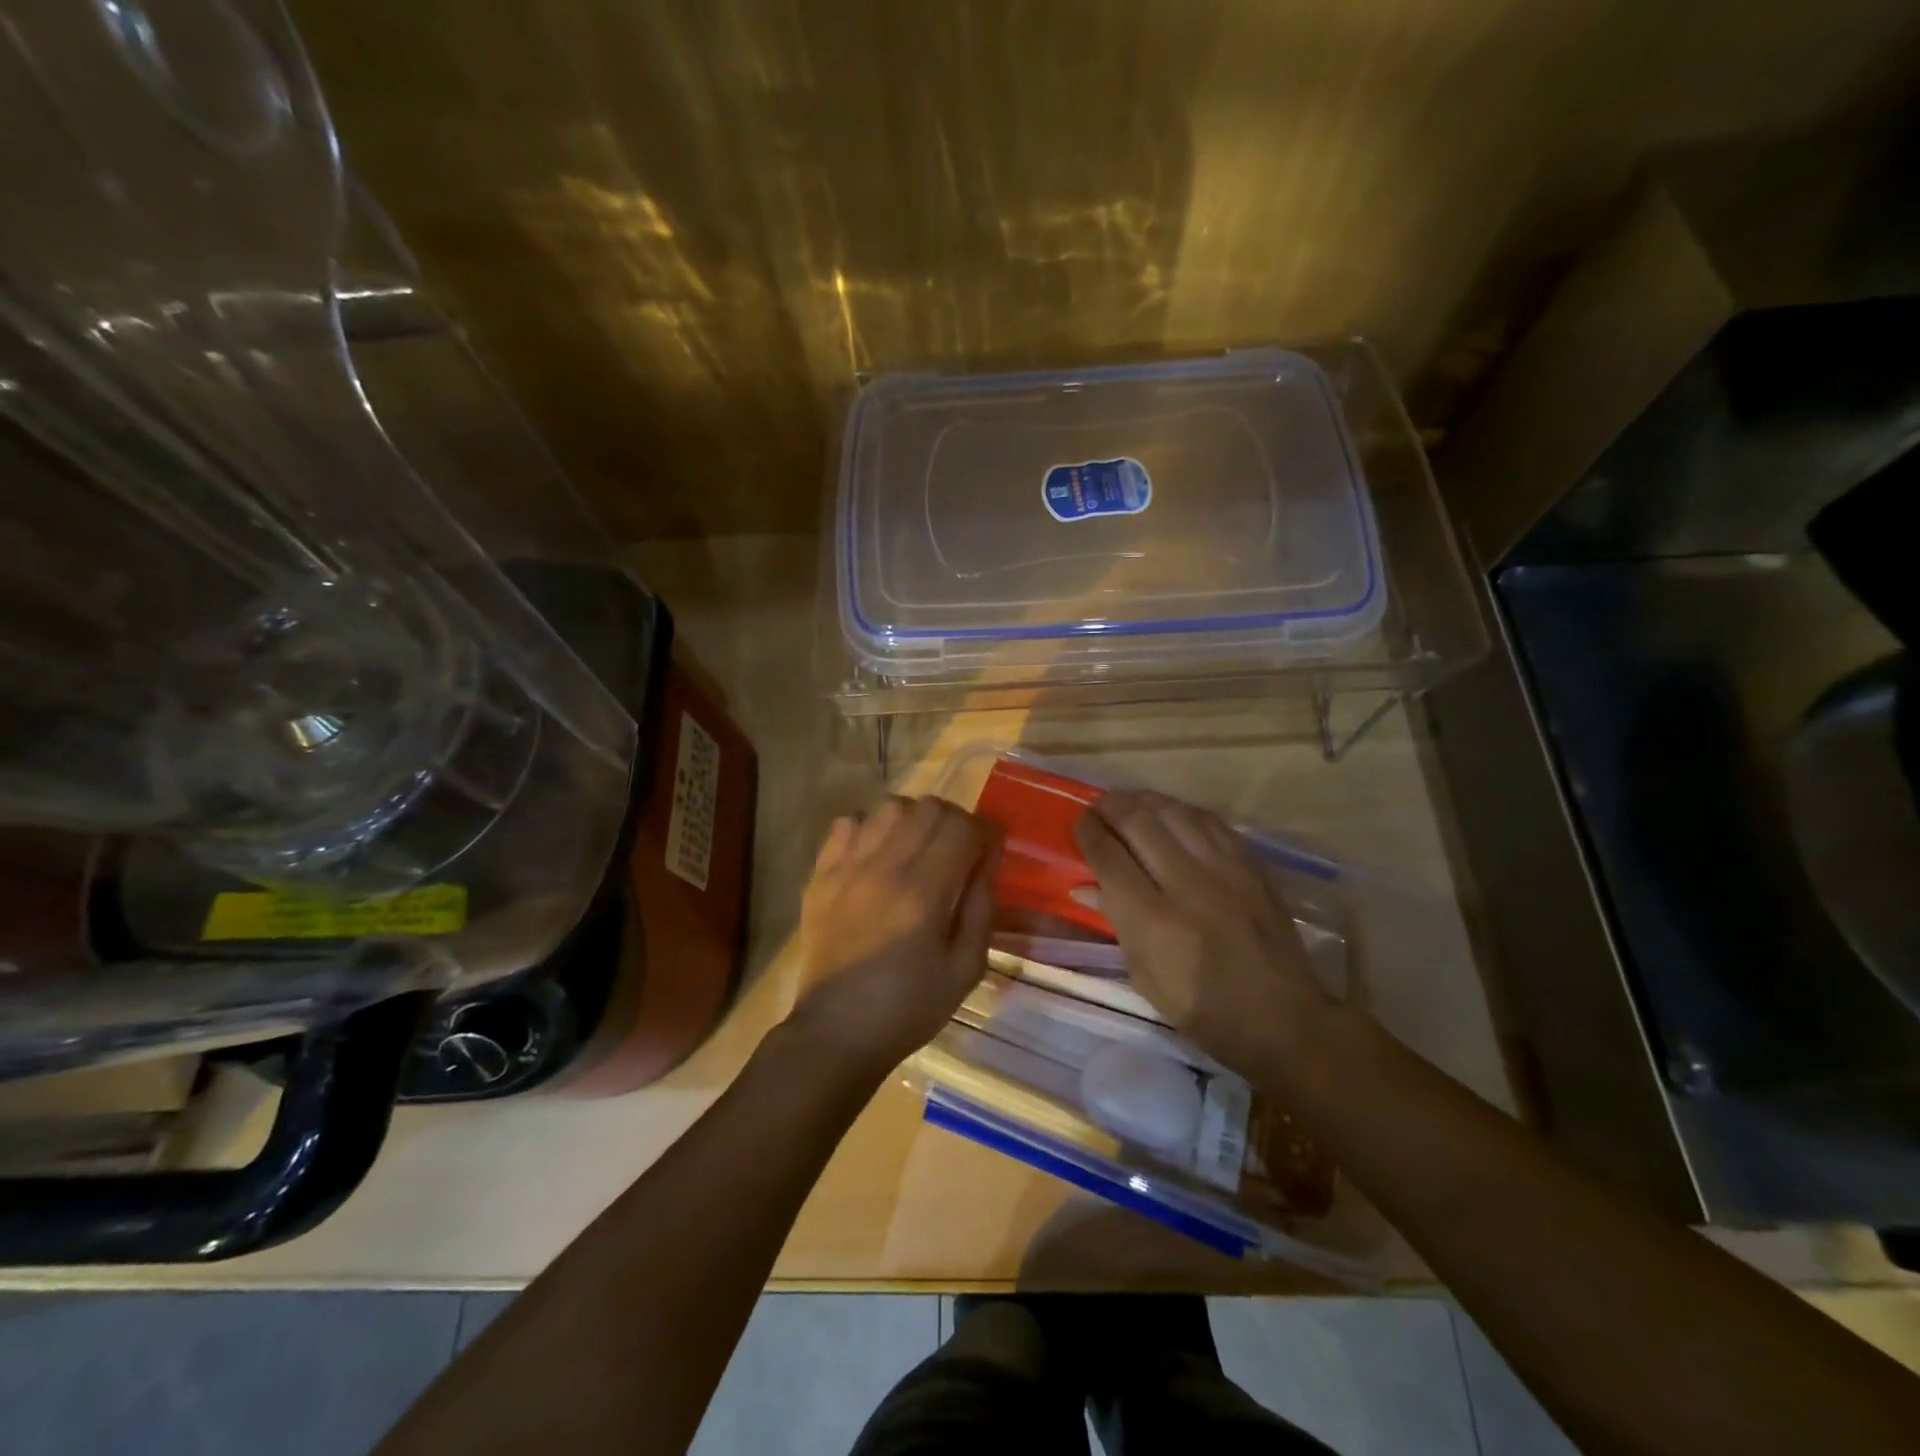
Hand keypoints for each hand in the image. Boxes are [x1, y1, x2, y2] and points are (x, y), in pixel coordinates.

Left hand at [787, 795, 999, 1074]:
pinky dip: (869, 828)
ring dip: (913, 818)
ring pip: (888, 807)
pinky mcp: (820, 875)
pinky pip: (846, 824)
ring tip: (918, 847)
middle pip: (927, 807)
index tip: (990, 847)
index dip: (985, 830)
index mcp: (923, 893)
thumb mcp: (965, 968)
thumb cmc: (910, 1008)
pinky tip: (877, 854)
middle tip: (959, 848)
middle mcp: (883, 868)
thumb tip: (989, 860)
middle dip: (953, 820)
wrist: (836, 1032)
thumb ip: (982, 907)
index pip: (961, 827)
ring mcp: (846, 868)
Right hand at [1074, 789, 1331, 1078]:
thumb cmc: (1203, 1011)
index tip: (1079, 822)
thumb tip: (1084, 887)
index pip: (1110, 858)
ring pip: (1176, 813)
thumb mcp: (1145, 977)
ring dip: (1145, 801)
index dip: (1089, 833)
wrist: (1283, 1020)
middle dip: (1112, 808)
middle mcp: (1187, 885)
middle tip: (1098, 806)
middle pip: (1140, 824)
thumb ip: (1116, 922)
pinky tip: (1171, 811)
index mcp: (1153, 921)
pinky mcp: (1251, 868)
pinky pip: (1211, 822)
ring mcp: (1225, 872)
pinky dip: (1183, 811)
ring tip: (1129, 801)